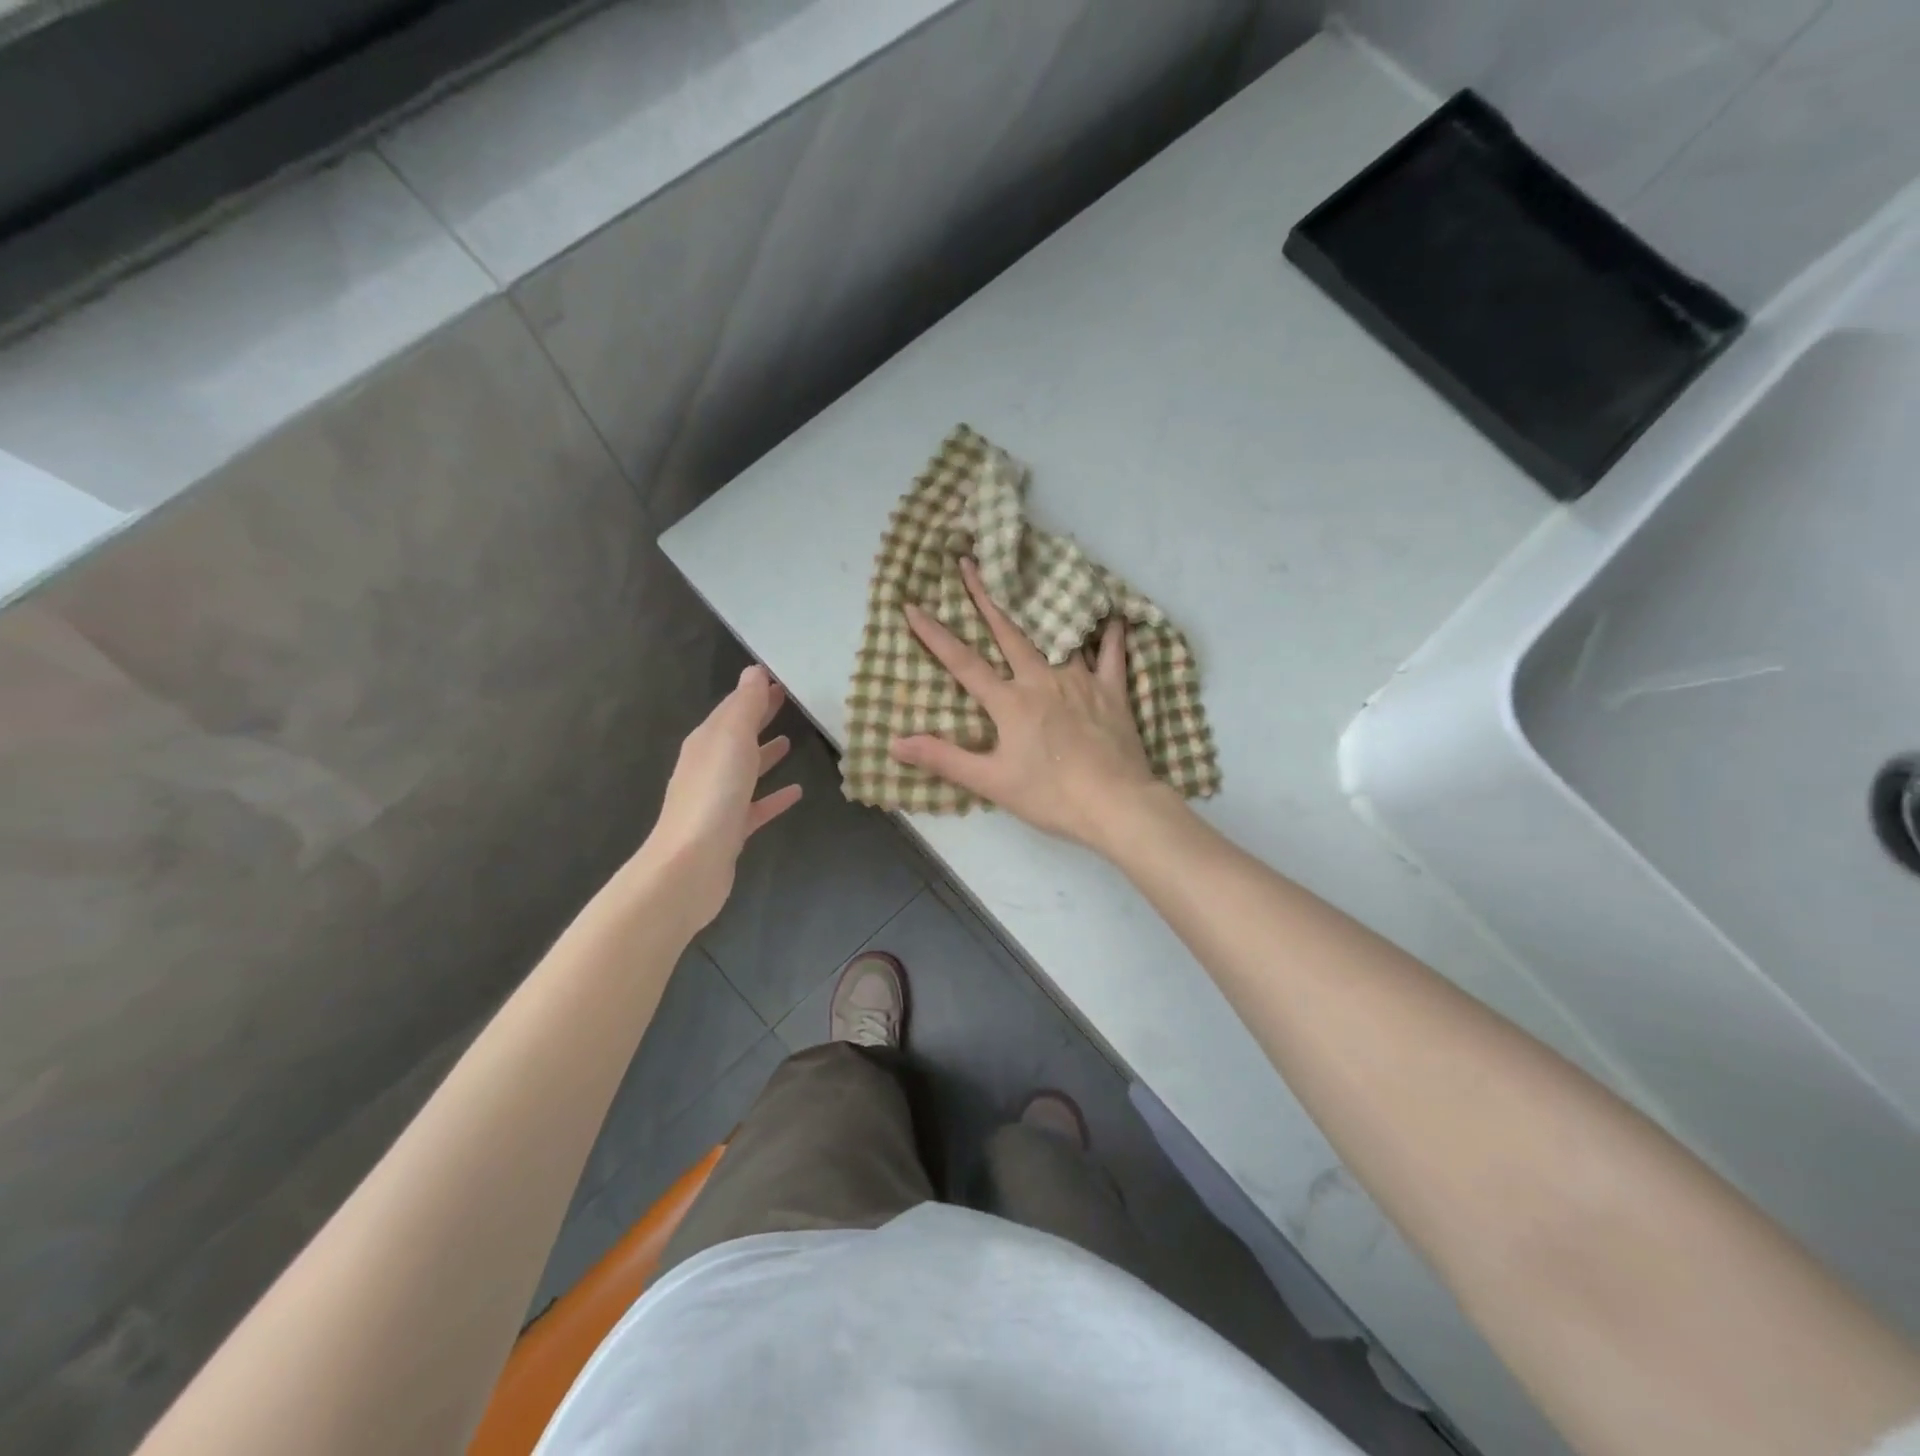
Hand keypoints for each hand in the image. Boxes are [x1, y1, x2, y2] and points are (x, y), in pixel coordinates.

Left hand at [638, 665, 802, 931]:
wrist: (690, 864)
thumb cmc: (713, 795)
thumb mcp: (732, 740)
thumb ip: (745, 707)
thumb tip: (754, 672)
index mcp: (706, 742)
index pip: (732, 708)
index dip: (754, 692)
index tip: (779, 679)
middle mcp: (709, 767)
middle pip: (737, 735)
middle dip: (759, 717)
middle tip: (787, 700)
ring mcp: (719, 800)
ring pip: (746, 769)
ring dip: (765, 754)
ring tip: (791, 741)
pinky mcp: (731, 830)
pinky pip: (757, 805)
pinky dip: (774, 796)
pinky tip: (796, 792)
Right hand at [890, 557, 1163, 851]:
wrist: (1115, 804)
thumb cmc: (1050, 795)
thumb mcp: (991, 782)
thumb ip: (944, 759)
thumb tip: (895, 743)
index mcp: (1010, 702)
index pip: (963, 663)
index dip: (935, 635)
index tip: (913, 605)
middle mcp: (1042, 680)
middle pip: (1009, 632)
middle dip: (985, 596)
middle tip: (970, 562)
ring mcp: (1080, 681)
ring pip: (1055, 634)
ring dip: (1038, 605)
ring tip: (1029, 577)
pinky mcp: (1111, 691)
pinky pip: (1111, 655)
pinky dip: (1110, 634)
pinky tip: (1110, 615)